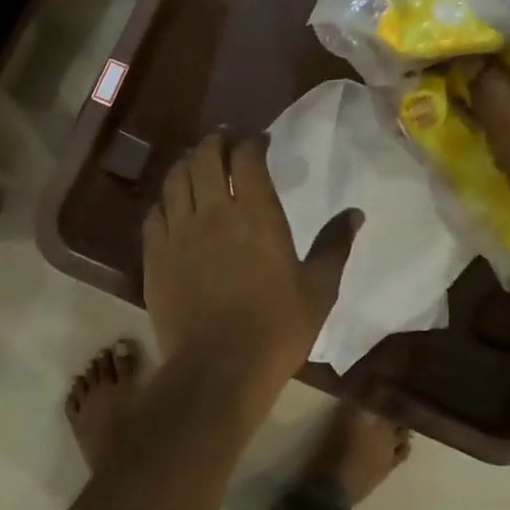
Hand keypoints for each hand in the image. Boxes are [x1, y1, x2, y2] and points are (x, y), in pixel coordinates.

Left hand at [142, 135, 351, 393]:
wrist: (218, 369)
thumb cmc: (277, 329)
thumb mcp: (319, 289)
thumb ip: (335, 245)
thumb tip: (355, 213)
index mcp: (256, 215)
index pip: (246, 157)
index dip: (251, 142)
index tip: (259, 141)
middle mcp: (213, 213)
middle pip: (204, 157)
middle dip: (214, 142)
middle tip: (223, 142)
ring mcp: (179, 232)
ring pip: (175, 180)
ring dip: (186, 164)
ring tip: (195, 164)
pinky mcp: (155, 255)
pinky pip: (155, 213)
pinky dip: (165, 200)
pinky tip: (172, 205)